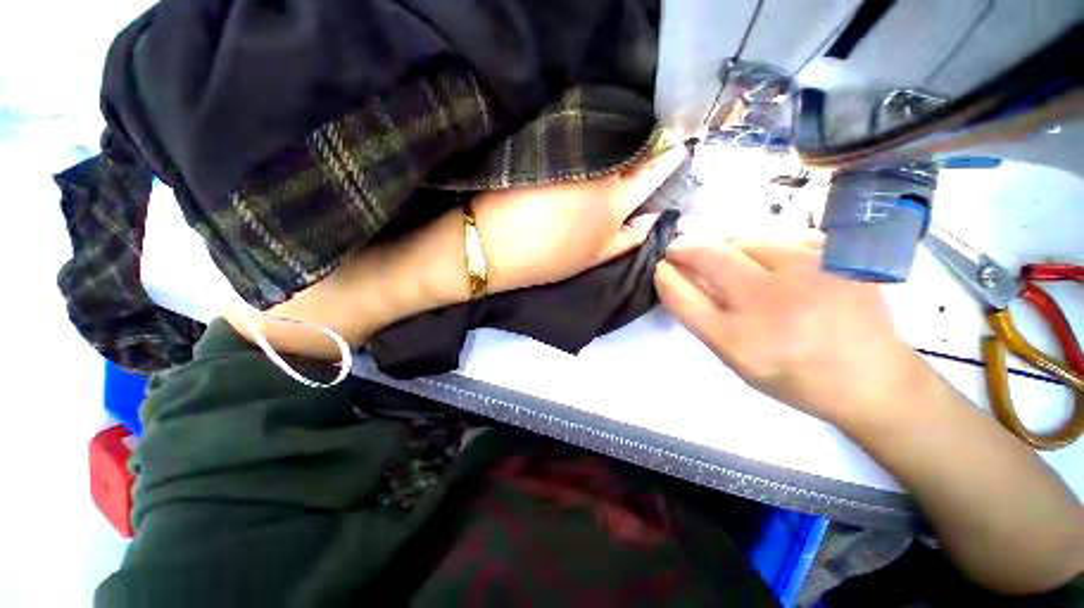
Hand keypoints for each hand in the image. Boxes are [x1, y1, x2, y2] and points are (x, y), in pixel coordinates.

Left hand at [472, 148, 683, 292]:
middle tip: (654, 142)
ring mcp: (572, 153)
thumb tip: (654, 215)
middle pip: (632, 148)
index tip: (679, 143)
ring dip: (620, 140)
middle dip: (647, 144)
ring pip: (607, 139)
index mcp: (615, 199)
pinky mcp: (547, 145)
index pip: (653, 169)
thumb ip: (629, 237)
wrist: (492, 244)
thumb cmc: (548, 259)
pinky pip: (580, 136)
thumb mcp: (595, 257)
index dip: (669, 155)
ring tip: (626, 143)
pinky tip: (594, 142)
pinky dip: (593, 139)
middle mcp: (600, 169)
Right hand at [654, 232, 917, 428]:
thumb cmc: (792, 375)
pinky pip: (780, 238)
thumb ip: (702, 317)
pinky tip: (774, 265)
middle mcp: (769, 304)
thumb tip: (680, 274)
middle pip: (707, 255)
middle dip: (684, 247)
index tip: (662, 267)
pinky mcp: (835, 256)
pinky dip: (764, 247)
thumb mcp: (735, 358)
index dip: (665, 275)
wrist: (871, 378)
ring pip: (744, 239)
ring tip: (733, 262)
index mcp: (738, 340)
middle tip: (679, 248)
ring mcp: (807, 273)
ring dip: (726, 247)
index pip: (682, 295)